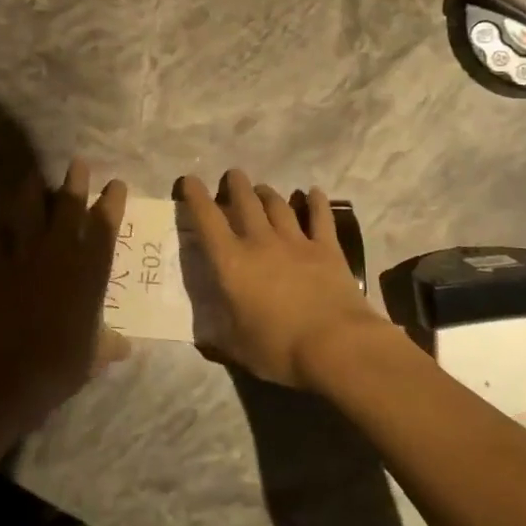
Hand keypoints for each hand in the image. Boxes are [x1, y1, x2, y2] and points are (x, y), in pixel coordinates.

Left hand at [0, 159, 129, 431]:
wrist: (13, 370)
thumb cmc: (63, 362)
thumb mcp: (95, 357)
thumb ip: (108, 345)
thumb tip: (124, 346)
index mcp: (90, 271)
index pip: (105, 227)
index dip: (112, 203)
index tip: (117, 184)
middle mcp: (60, 254)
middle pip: (68, 208)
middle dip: (74, 182)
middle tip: (77, 163)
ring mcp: (26, 258)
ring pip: (29, 214)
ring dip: (31, 192)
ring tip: (32, 175)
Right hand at [178, 170, 394, 389]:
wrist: (336, 346)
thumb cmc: (279, 349)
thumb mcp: (238, 349)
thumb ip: (219, 338)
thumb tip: (203, 340)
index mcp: (231, 263)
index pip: (207, 220)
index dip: (195, 197)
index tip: (189, 180)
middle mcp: (260, 242)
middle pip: (245, 201)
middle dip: (236, 184)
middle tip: (233, 176)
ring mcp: (296, 241)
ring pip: (278, 205)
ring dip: (267, 193)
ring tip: (262, 189)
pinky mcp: (327, 248)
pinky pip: (320, 217)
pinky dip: (317, 202)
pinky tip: (314, 192)